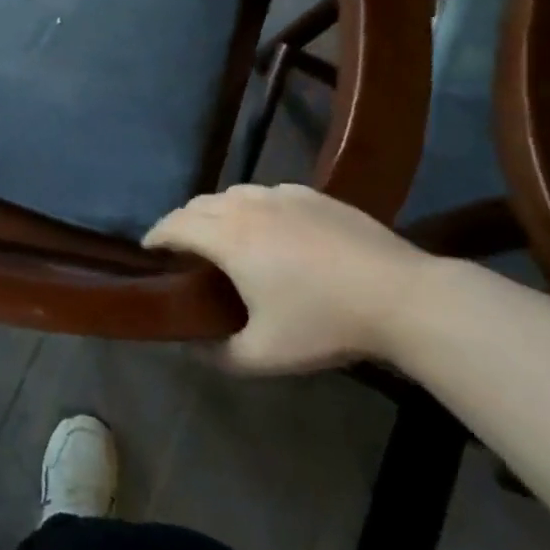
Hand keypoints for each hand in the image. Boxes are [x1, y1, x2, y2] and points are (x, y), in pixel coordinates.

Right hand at [144, 184, 431, 373]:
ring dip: (215, 211)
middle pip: (199, 204)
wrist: (402, 296)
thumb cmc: (324, 323)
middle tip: (181, 247)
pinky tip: (268, 227)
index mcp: (227, 238)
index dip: (155, 236)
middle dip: (181, 222)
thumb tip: (193, 349)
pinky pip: (267, 193)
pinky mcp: (314, 195)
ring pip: (233, 194)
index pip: (174, 226)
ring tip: (220, 234)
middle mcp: (247, 207)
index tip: (148, 250)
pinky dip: (251, 206)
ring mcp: (283, 195)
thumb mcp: (264, 355)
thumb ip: (219, 355)